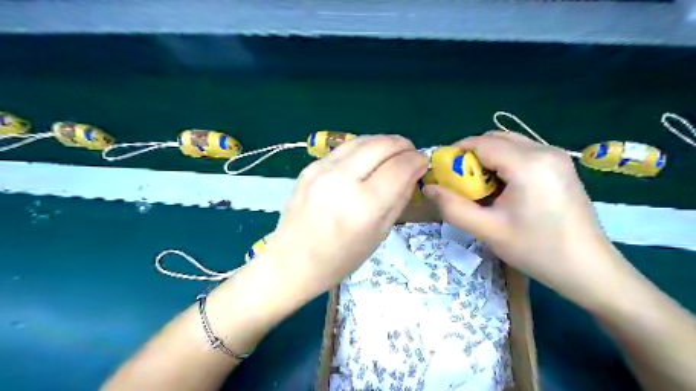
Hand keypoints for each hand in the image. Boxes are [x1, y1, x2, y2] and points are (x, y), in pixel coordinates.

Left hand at [261, 136, 427, 299]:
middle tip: (410, 154)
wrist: (291, 261)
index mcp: (363, 205)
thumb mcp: (378, 234)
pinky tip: (368, 158)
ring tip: (393, 152)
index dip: (416, 160)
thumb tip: (414, 170)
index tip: (422, 162)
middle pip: (382, 145)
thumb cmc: (340, 259)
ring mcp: (322, 169)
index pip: (399, 167)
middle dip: (403, 145)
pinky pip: (344, 148)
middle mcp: (342, 180)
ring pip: (363, 140)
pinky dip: (363, 148)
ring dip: (384, 142)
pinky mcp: (310, 167)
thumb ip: (399, 198)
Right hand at [425, 131, 625, 308]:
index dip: (456, 153)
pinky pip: (522, 153)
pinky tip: (502, 188)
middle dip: (471, 155)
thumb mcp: (487, 230)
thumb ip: (452, 207)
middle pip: (495, 138)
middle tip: (459, 183)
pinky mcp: (560, 165)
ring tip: (479, 187)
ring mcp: (556, 156)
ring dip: (487, 159)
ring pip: (509, 144)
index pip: (481, 143)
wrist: (589, 269)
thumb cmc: (537, 250)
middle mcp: (544, 151)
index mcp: (528, 164)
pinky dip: (503, 163)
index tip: (442, 173)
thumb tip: (428, 188)